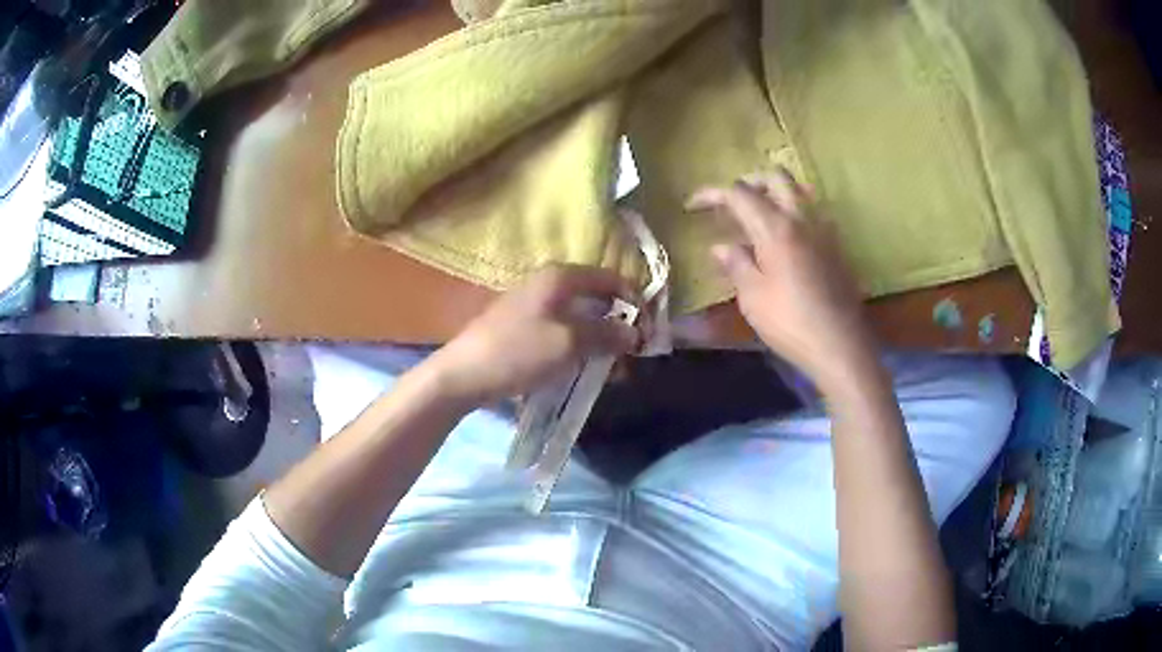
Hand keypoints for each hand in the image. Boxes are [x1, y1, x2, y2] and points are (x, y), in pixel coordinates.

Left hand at [429, 264, 640, 406]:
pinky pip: (563, 331)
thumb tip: (635, 333)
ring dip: (601, 340)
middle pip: (597, 298)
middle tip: (632, 356)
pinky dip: (580, 347)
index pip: (611, 279)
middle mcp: (549, 284)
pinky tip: (586, 369)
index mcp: (561, 277)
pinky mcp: (524, 326)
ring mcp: (534, 305)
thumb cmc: (519, 352)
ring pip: (580, 317)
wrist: (464, 374)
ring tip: (613, 370)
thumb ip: (607, 334)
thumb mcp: (569, 343)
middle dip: (619, 326)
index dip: (635, 303)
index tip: (648, 333)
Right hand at [687, 170, 876, 391]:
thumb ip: (736, 265)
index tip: (692, 205)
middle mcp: (802, 219)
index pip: (739, 193)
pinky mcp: (836, 247)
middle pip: (775, 177)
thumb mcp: (753, 297)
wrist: (841, 345)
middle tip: (732, 202)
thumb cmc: (790, 323)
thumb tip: (721, 247)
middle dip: (749, 181)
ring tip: (757, 217)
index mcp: (776, 228)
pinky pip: (812, 214)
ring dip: (774, 193)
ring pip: (798, 191)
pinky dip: (792, 213)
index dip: (712, 194)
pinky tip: (785, 241)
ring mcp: (824, 230)